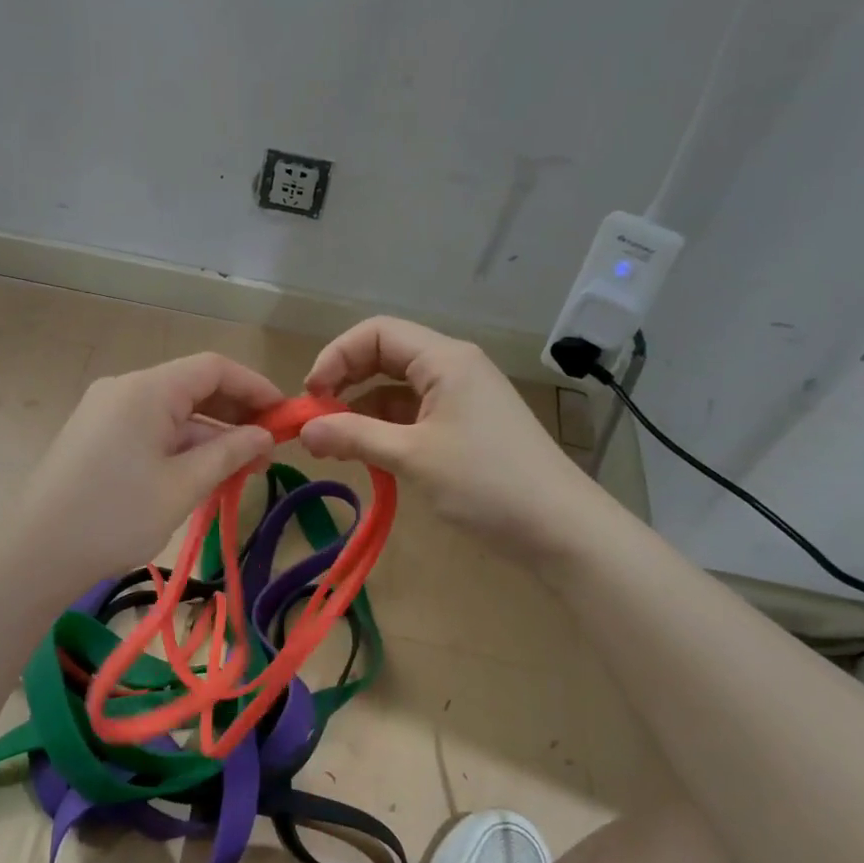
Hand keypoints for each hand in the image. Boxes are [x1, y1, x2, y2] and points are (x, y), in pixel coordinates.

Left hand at [4, 352, 280, 585]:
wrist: (34, 553)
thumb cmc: (115, 516)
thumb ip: (229, 453)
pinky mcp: (96, 437)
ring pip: (172, 411)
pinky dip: (181, 445)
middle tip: (269, 447)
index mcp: (147, 389)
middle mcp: (125, 389)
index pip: (213, 368)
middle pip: (192, 386)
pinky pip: (150, 429)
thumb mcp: (183, 485)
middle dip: (234, 412)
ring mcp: (106, 412)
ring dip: (209, 434)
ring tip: (243, 467)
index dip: (255, 387)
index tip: (286, 415)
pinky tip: (203, 473)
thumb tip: (264, 435)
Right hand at [299, 317, 593, 554]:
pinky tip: (368, 455)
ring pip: (397, 389)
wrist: (561, 529)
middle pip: (385, 356)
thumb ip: (354, 436)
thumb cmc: (486, 483)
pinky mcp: (466, 426)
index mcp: (445, 359)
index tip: (311, 397)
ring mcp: (462, 397)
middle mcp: (453, 368)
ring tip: (334, 445)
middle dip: (345, 382)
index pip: (376, 333)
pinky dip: (386, 428)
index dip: (336, 356)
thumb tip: (303, 430)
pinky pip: (414, 414)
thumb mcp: (412, 457)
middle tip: (316, 421)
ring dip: (362, 410)